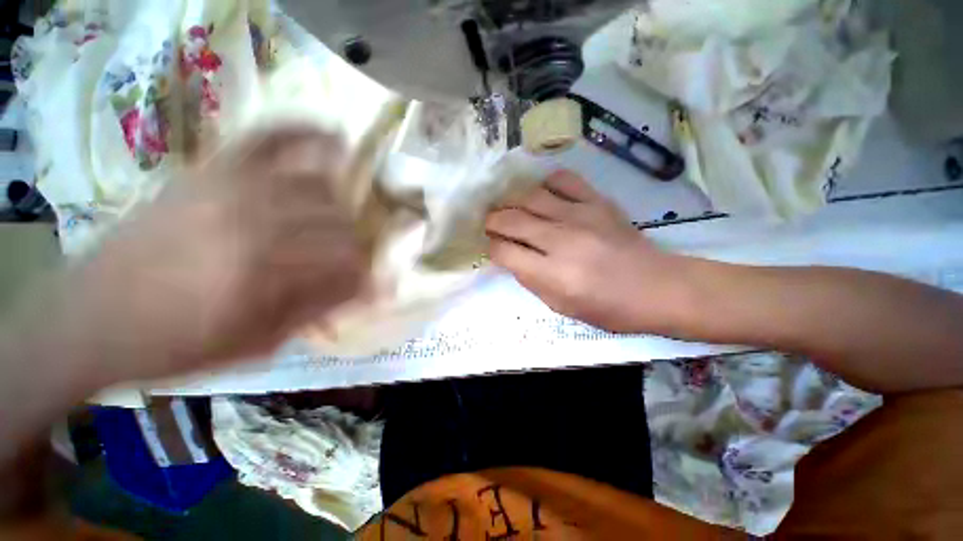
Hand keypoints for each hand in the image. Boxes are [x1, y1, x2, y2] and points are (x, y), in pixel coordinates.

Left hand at [65, 127, 365, 381]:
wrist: (89, 318)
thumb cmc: (175, 343)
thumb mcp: (256, 343)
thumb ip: (317, 310)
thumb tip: (369, 291)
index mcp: (262, 273)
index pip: (346, 263)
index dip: (367, 274)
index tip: (375, 284)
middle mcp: (252, 220)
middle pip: (338, 223)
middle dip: (356, 246)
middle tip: (356, 260)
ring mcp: (230, 185)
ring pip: (318, 187)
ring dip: (341, 207)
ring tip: (343, 223)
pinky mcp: (211, 170)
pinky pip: (269, 138)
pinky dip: (305, 132)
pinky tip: (335, 136)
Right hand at [485, 171, 686, 332]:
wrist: (657, 288)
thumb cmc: (608, 307)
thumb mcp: (561, 307)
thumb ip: (531, 281)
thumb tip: (512, 258)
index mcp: (552, 274)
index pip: (504, 252)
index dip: (492, 249)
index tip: (493, 248)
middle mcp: (561, 240)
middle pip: (511, 219)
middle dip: (493, 221)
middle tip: (491, 225)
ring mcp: (580, 216)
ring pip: (530, 196)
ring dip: (512, 202)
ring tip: (511, 209)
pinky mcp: (597, 202)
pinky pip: (563, 180)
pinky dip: (546, 184)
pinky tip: (543, 195)